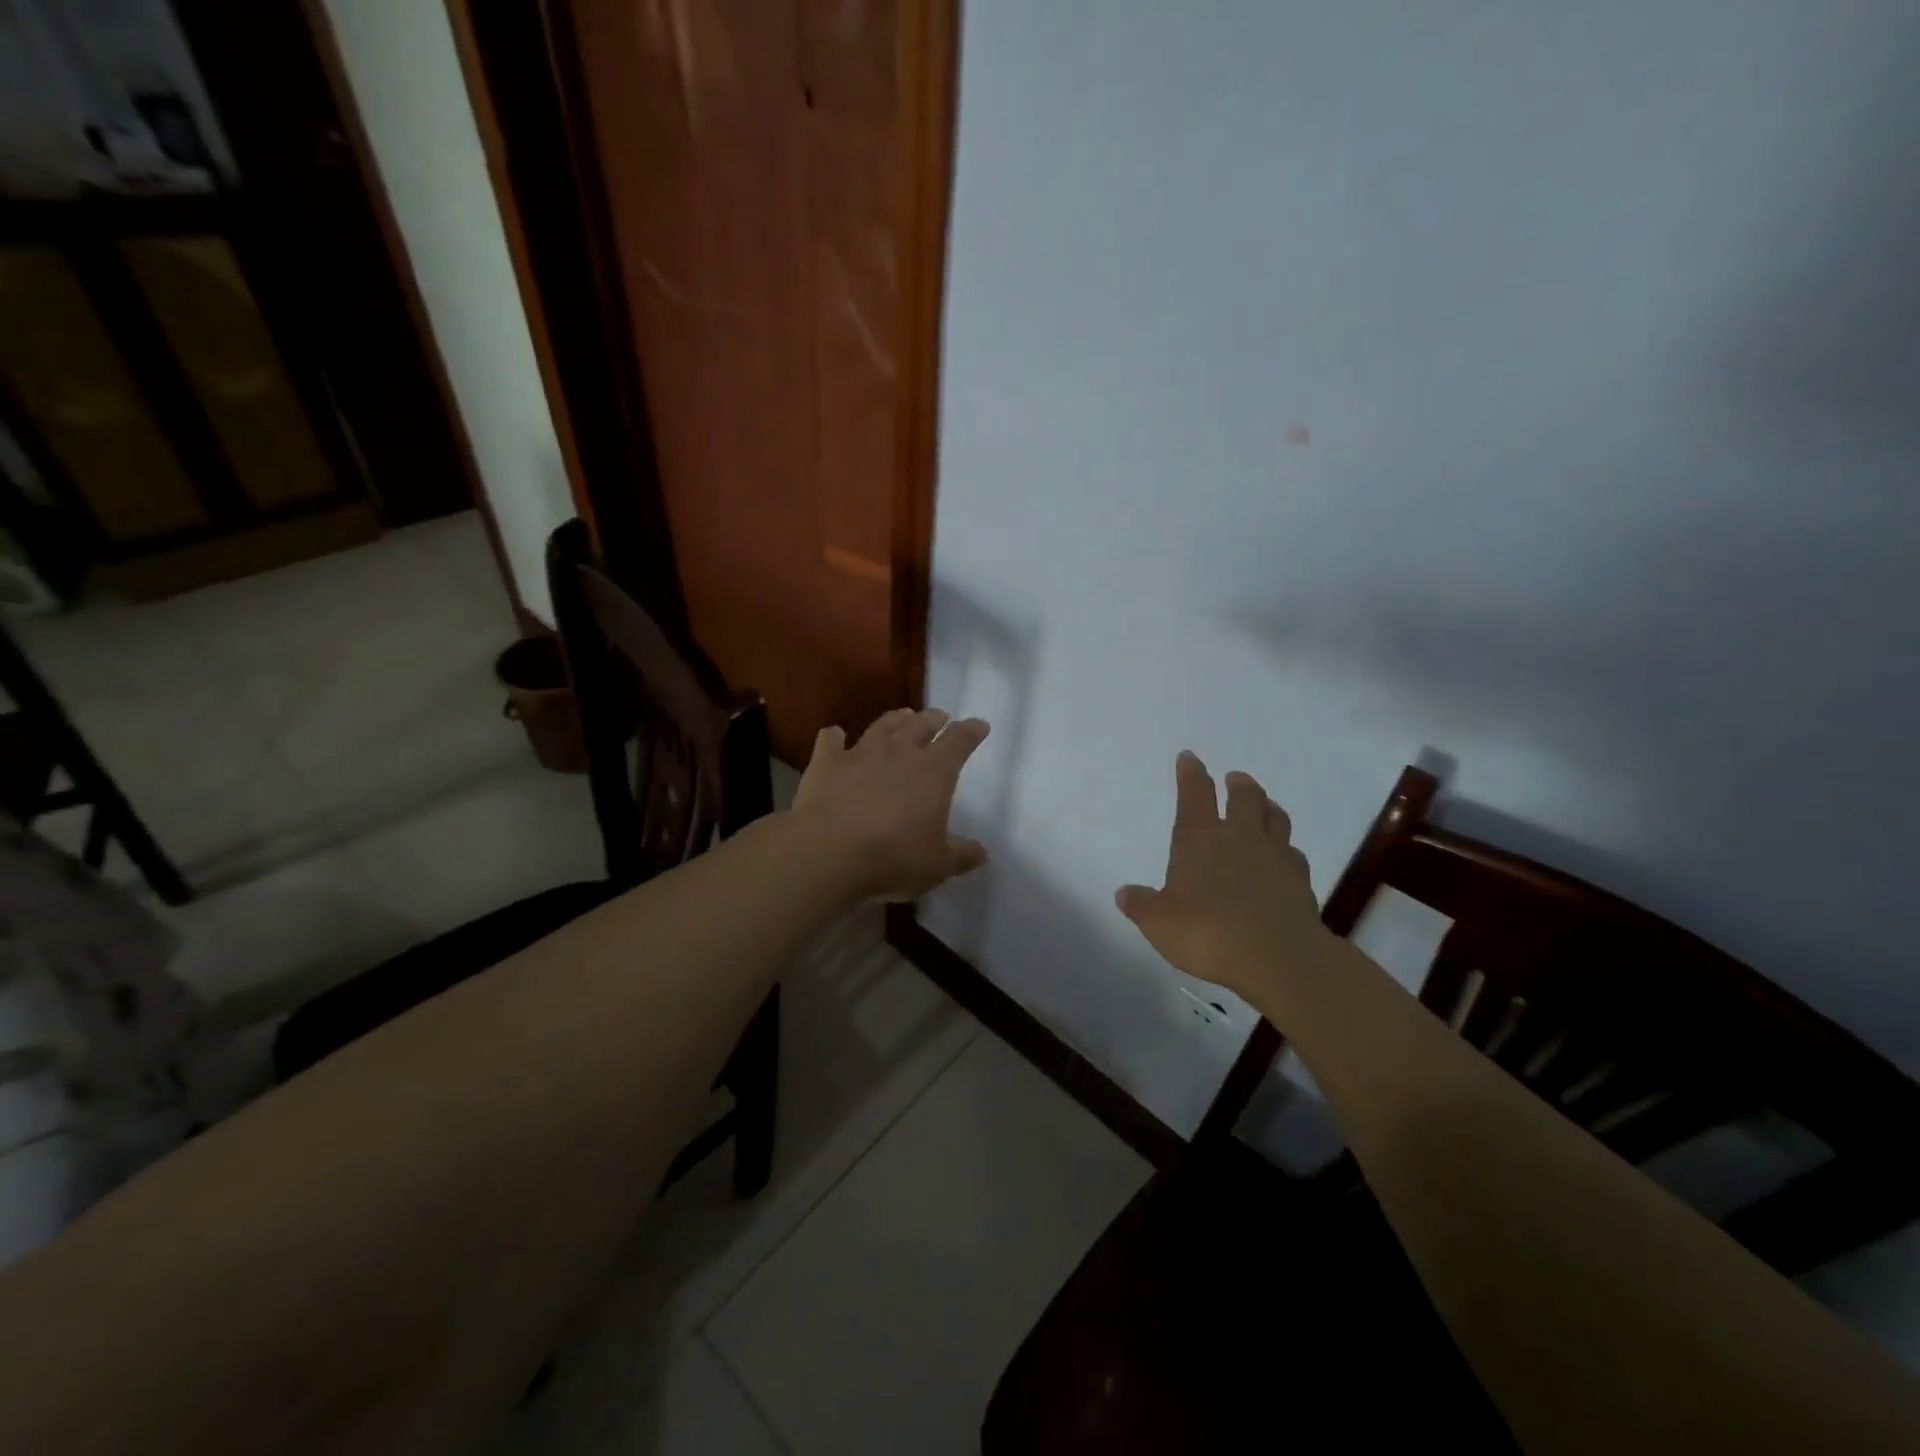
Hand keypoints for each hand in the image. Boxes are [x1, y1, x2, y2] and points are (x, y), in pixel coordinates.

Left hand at [793, 707, 990, 901]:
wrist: (828, 852)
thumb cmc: (893, 857)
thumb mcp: (937, 865)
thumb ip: (960, 856)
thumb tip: (980, 852)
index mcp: (934, 772)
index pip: (960, 742)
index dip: (971, 731)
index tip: (979, 725)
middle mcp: (899, 753)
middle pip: (921, 725)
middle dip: (934, 719)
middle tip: (940, 716)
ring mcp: (860, 754)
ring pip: (882, 726)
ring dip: (895, 719)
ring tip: (903, 715)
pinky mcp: (826, 763)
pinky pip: (830, 741)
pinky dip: (835, 736)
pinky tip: (835, 735)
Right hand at [1116, 752, 1328, 1002]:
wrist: (1279, 958)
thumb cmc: (1208, 933)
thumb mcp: (1159, 923)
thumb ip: (1142, 906)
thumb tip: (1124, 893)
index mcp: (1199, 839)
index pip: (1194, 794)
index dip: (1190, 773)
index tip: (1189, 757)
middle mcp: (1239, 837)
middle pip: (1244, 797)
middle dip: (1238, 784)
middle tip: (1235, 779)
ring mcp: (1275, 856)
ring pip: (1275, 818)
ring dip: (1267, 807)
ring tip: (1264, 806)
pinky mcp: (1301, 881)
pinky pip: (1294, 853)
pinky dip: (1287, 849)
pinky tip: (1285, 857)